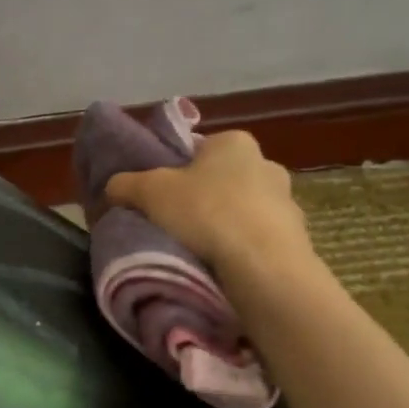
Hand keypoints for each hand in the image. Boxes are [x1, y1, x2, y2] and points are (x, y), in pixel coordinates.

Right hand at [104, 129, 313, 297]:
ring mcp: (286, 201)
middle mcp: (266, 163)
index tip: (158, 195)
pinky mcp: (295, 237)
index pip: (197, 150)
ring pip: (241, 209)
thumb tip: (113, 188)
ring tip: (196, 249)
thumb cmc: (206, 212)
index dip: (174, 171)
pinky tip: (221, 265)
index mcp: (234, 142)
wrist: (263, 265)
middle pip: (220, 179)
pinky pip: (256, 238)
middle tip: (172, 222)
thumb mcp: (149, 192)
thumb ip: (125, 184)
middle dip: (199, 198)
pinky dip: (240, 248)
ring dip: (222, 224)